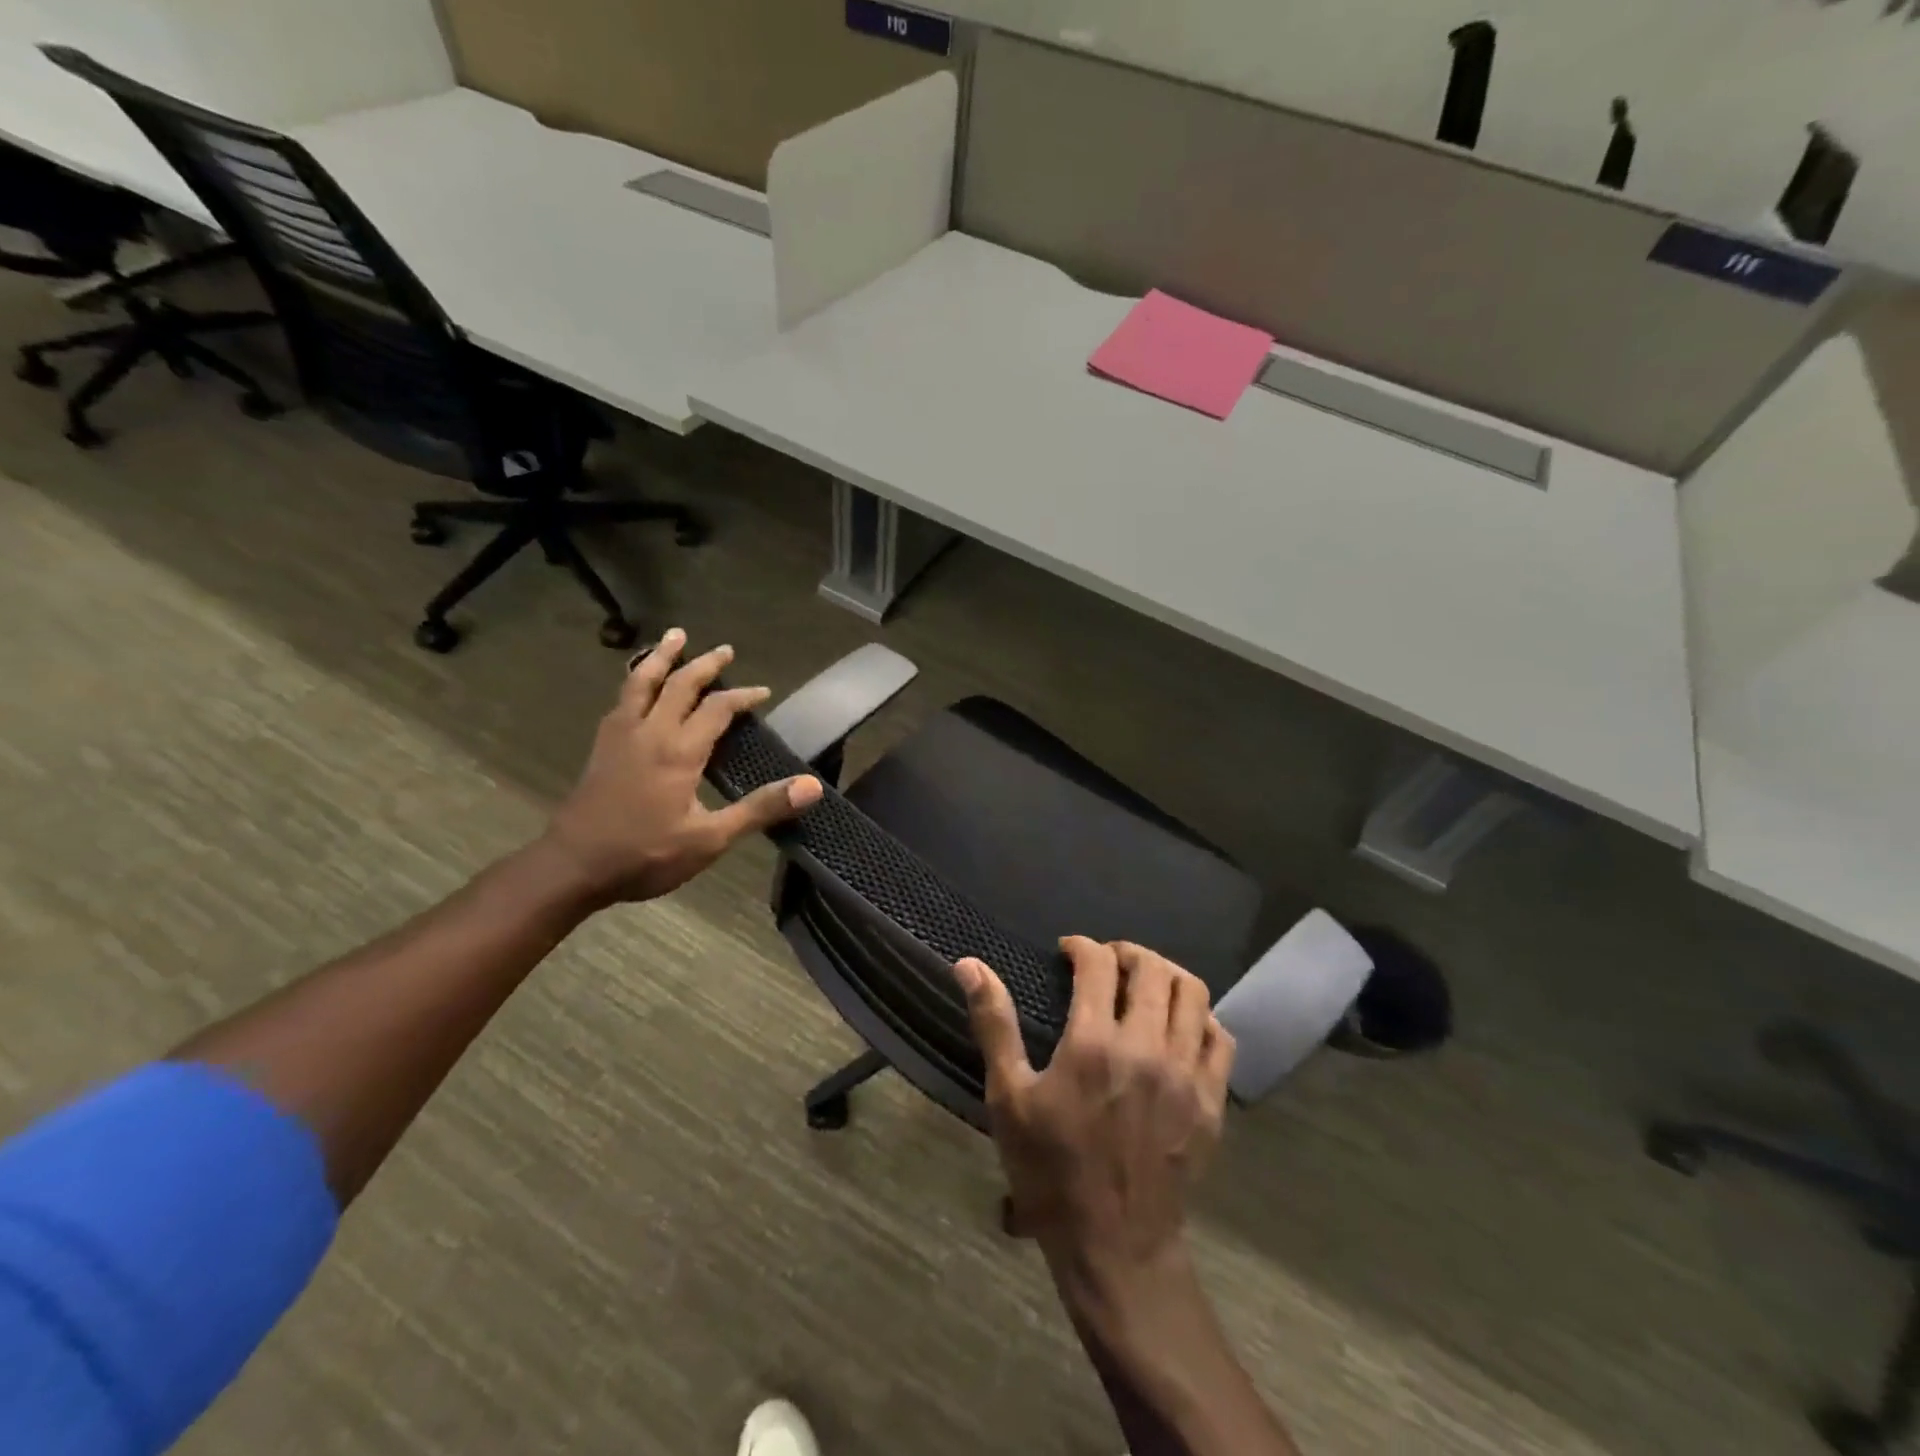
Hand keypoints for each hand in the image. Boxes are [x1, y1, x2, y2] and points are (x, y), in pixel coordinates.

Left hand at [544, 630, 822, 906]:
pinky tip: (638, 685)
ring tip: (674, 636)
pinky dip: (636, 680)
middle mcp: (650, 732)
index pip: (718, 708)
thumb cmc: (646, 855)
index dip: (743, 696)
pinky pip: (622, 698)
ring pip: (642, 682)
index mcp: (679, 751)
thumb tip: (811, 786)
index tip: (763, 692)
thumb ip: (759, 809)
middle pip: (680, 684)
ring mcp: (620, 736)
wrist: (573, 867)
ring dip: (662, 657)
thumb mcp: (710, 839)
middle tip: (725, 650)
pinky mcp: (601, 746)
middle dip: (706, 665)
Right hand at [957, 938, 1234, 1291]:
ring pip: (1193, 994)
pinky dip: (1201, 1017)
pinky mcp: (1212, 1101)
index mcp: (1094, 1043)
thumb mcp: (1009, 1098)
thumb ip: (994, 1024)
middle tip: (1106, 962)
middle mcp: (1147, 1047)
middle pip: (1152, 968)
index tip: (1068, 951)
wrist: (1114, 1247)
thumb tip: (969, 964)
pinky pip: (1220, 1038)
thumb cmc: (1051, 1170)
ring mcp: (1187, 1074)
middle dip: (1126, 952)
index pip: (1098, 963)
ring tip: (1143, 984)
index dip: (1081, 946)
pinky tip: (1179, 1025)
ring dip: (1166, 975)